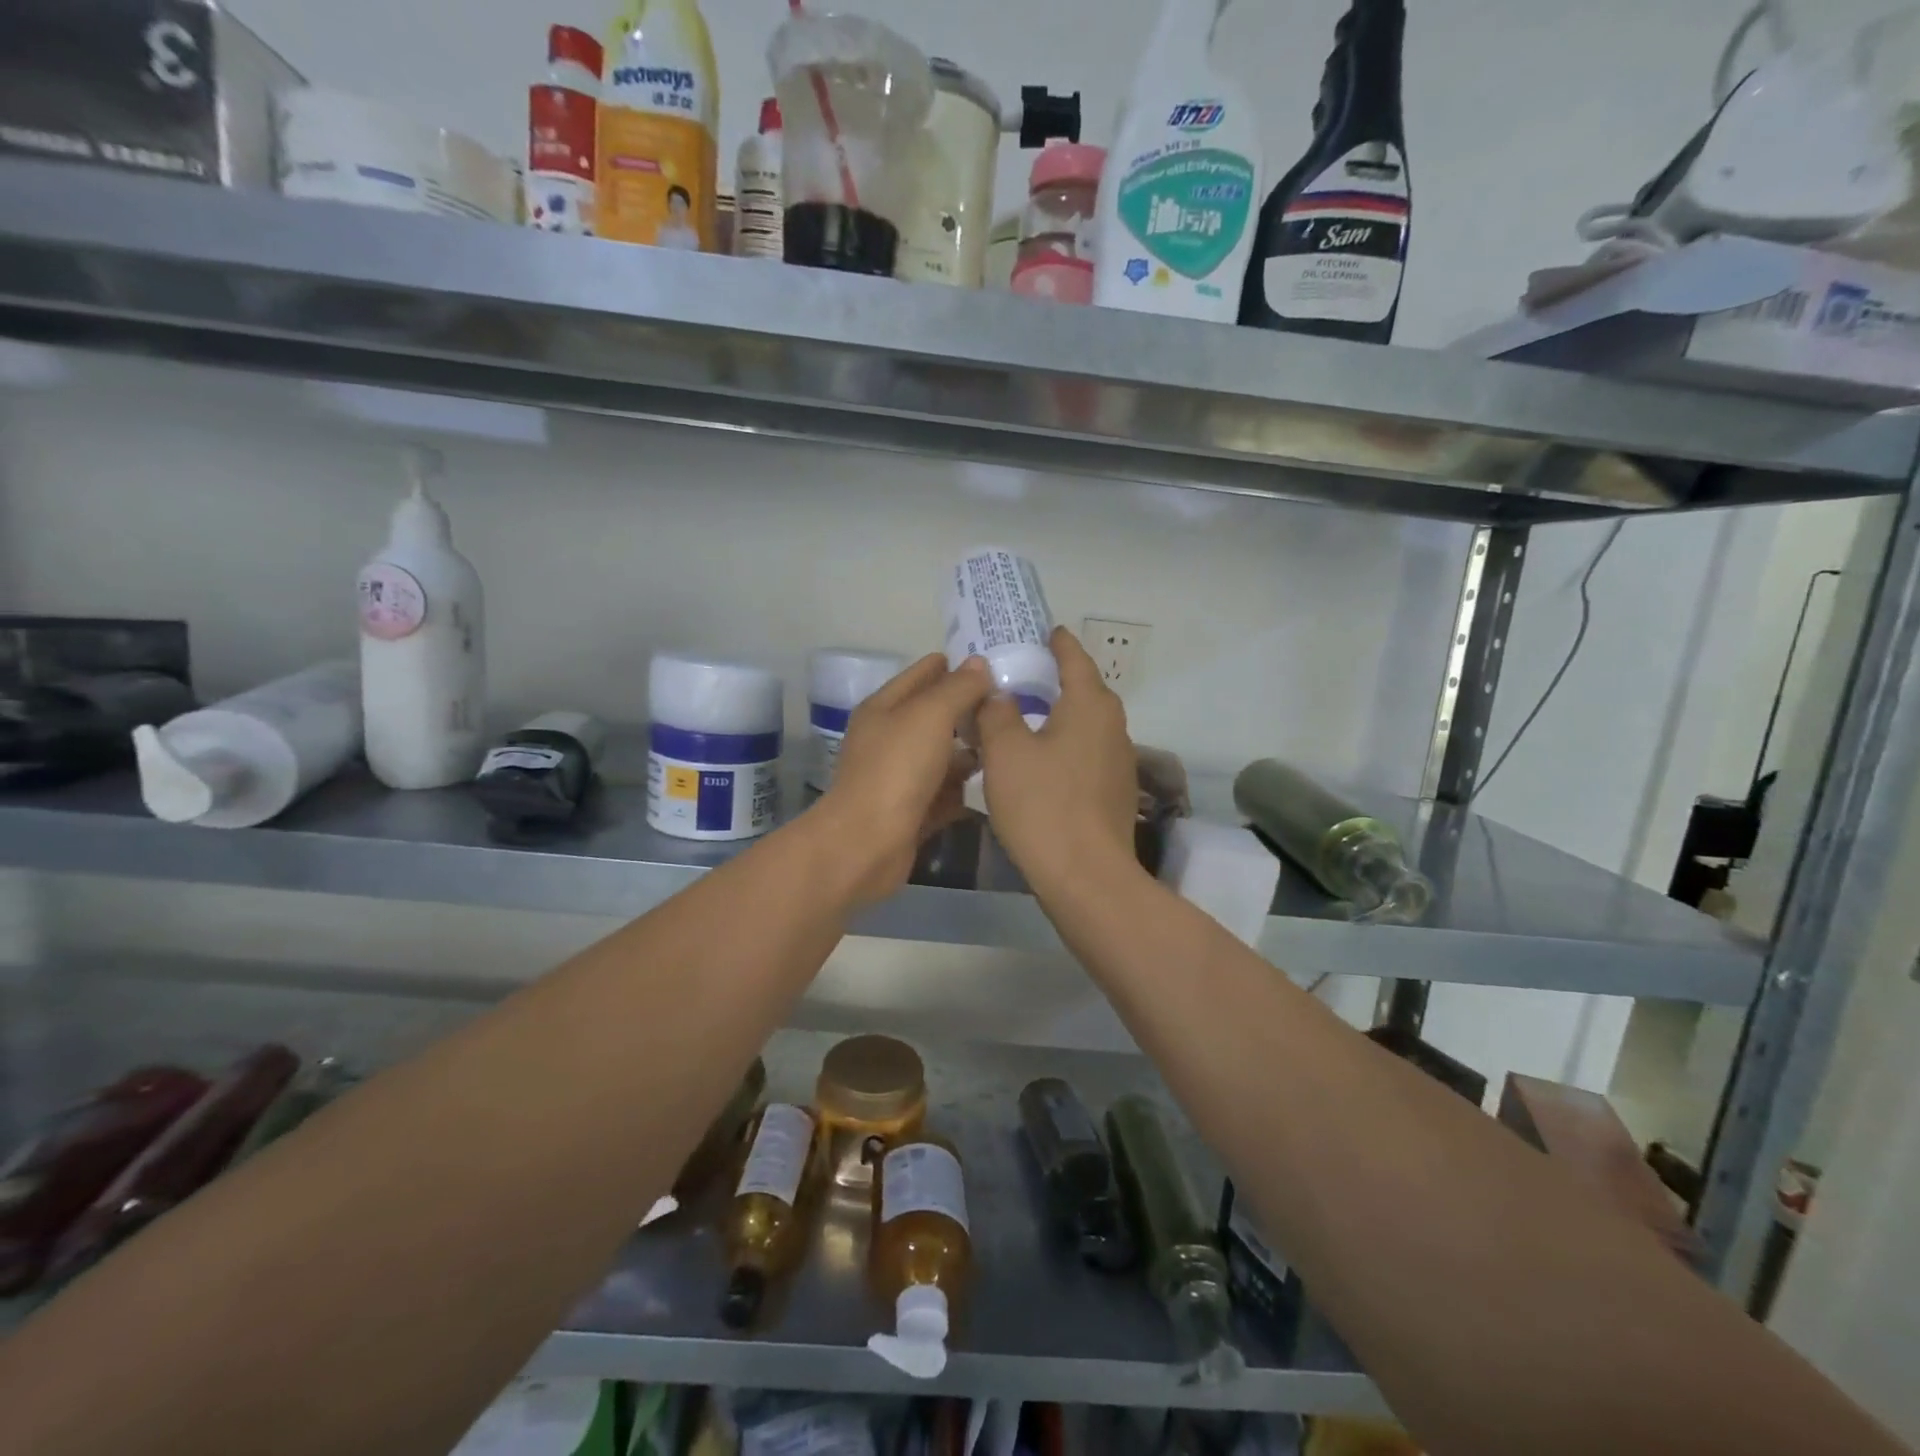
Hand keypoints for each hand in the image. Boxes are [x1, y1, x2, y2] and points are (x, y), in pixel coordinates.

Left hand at [817, 653, 992, 905]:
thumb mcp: (930, 715)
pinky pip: (945, 793)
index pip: (923, 674)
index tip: (997, 664)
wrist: (867, 844)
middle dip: (970, 710)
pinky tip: (998, 784)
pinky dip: (966, 789)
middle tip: (1015, 705)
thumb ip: (958, 688)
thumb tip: (980, 663)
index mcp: (884, 708)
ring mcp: (899, 778)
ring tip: (1013, 744)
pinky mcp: (912, 812)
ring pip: (942, 756)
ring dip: (971, 751)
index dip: (956, 666)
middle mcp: (889, 739)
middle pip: (935, 716)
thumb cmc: (897, 769)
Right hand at [975, 627, 1137, 894]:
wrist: (1086, 877)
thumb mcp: (1005, 752)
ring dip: (1058, 716)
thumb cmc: (1043, 804)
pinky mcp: (1114, 793)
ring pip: (1084, 725)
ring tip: (1024, 717)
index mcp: (1090, 705)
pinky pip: (1086, 754)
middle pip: (1083, 691)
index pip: (1074, 658)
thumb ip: (997, 713)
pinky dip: (1064, 746)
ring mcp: (1119, 762)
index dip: (1057, 642)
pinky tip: (1040, 763)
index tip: (1044, 631)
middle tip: (1019, 675)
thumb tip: (998, 694)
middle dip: (1054, 679)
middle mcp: (1113, 726)